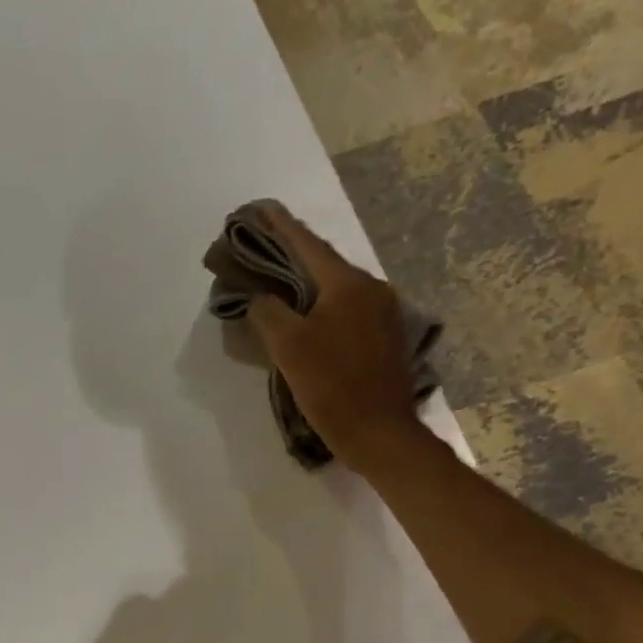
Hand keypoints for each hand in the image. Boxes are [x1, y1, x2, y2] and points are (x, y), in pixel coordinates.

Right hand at [244, 203, 422, 469]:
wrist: (379, 432)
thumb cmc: (332, 387)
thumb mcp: (289, 348)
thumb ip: (268, 313)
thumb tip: (259, 296)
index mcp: (347, 285)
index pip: (307, 246)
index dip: (280, 227)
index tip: (259, 209)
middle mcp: (370, 289)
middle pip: (324, 264)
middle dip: (291, 254)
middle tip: (262, 246)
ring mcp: (382, 313)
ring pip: (335, 288)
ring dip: (306, 281)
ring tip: (279, 279)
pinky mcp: (383, 338)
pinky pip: (346, 309)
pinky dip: (321, 304)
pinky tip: (307, 314)